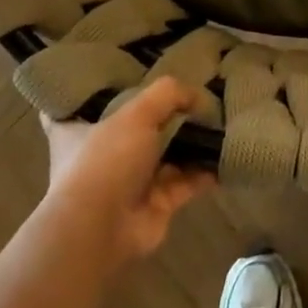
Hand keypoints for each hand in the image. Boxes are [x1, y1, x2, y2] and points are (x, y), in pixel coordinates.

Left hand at [41, 78, 216, 265]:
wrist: (101, 230)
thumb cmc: (106, 161)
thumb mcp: (135, 114)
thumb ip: (167, 95)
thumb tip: (197, 95)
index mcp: (80, 130)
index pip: (82, 106)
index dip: (100, 92)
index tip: (123, 76)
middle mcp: (104, 155)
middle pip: (136, 129)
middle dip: (164, 117)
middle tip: (195, 96)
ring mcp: (131, 181)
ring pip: (166, 156)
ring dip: (191, 143)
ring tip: (220, 121)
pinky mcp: (156, 203)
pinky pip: (186, 182)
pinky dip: (206, 171)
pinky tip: (227, 154)